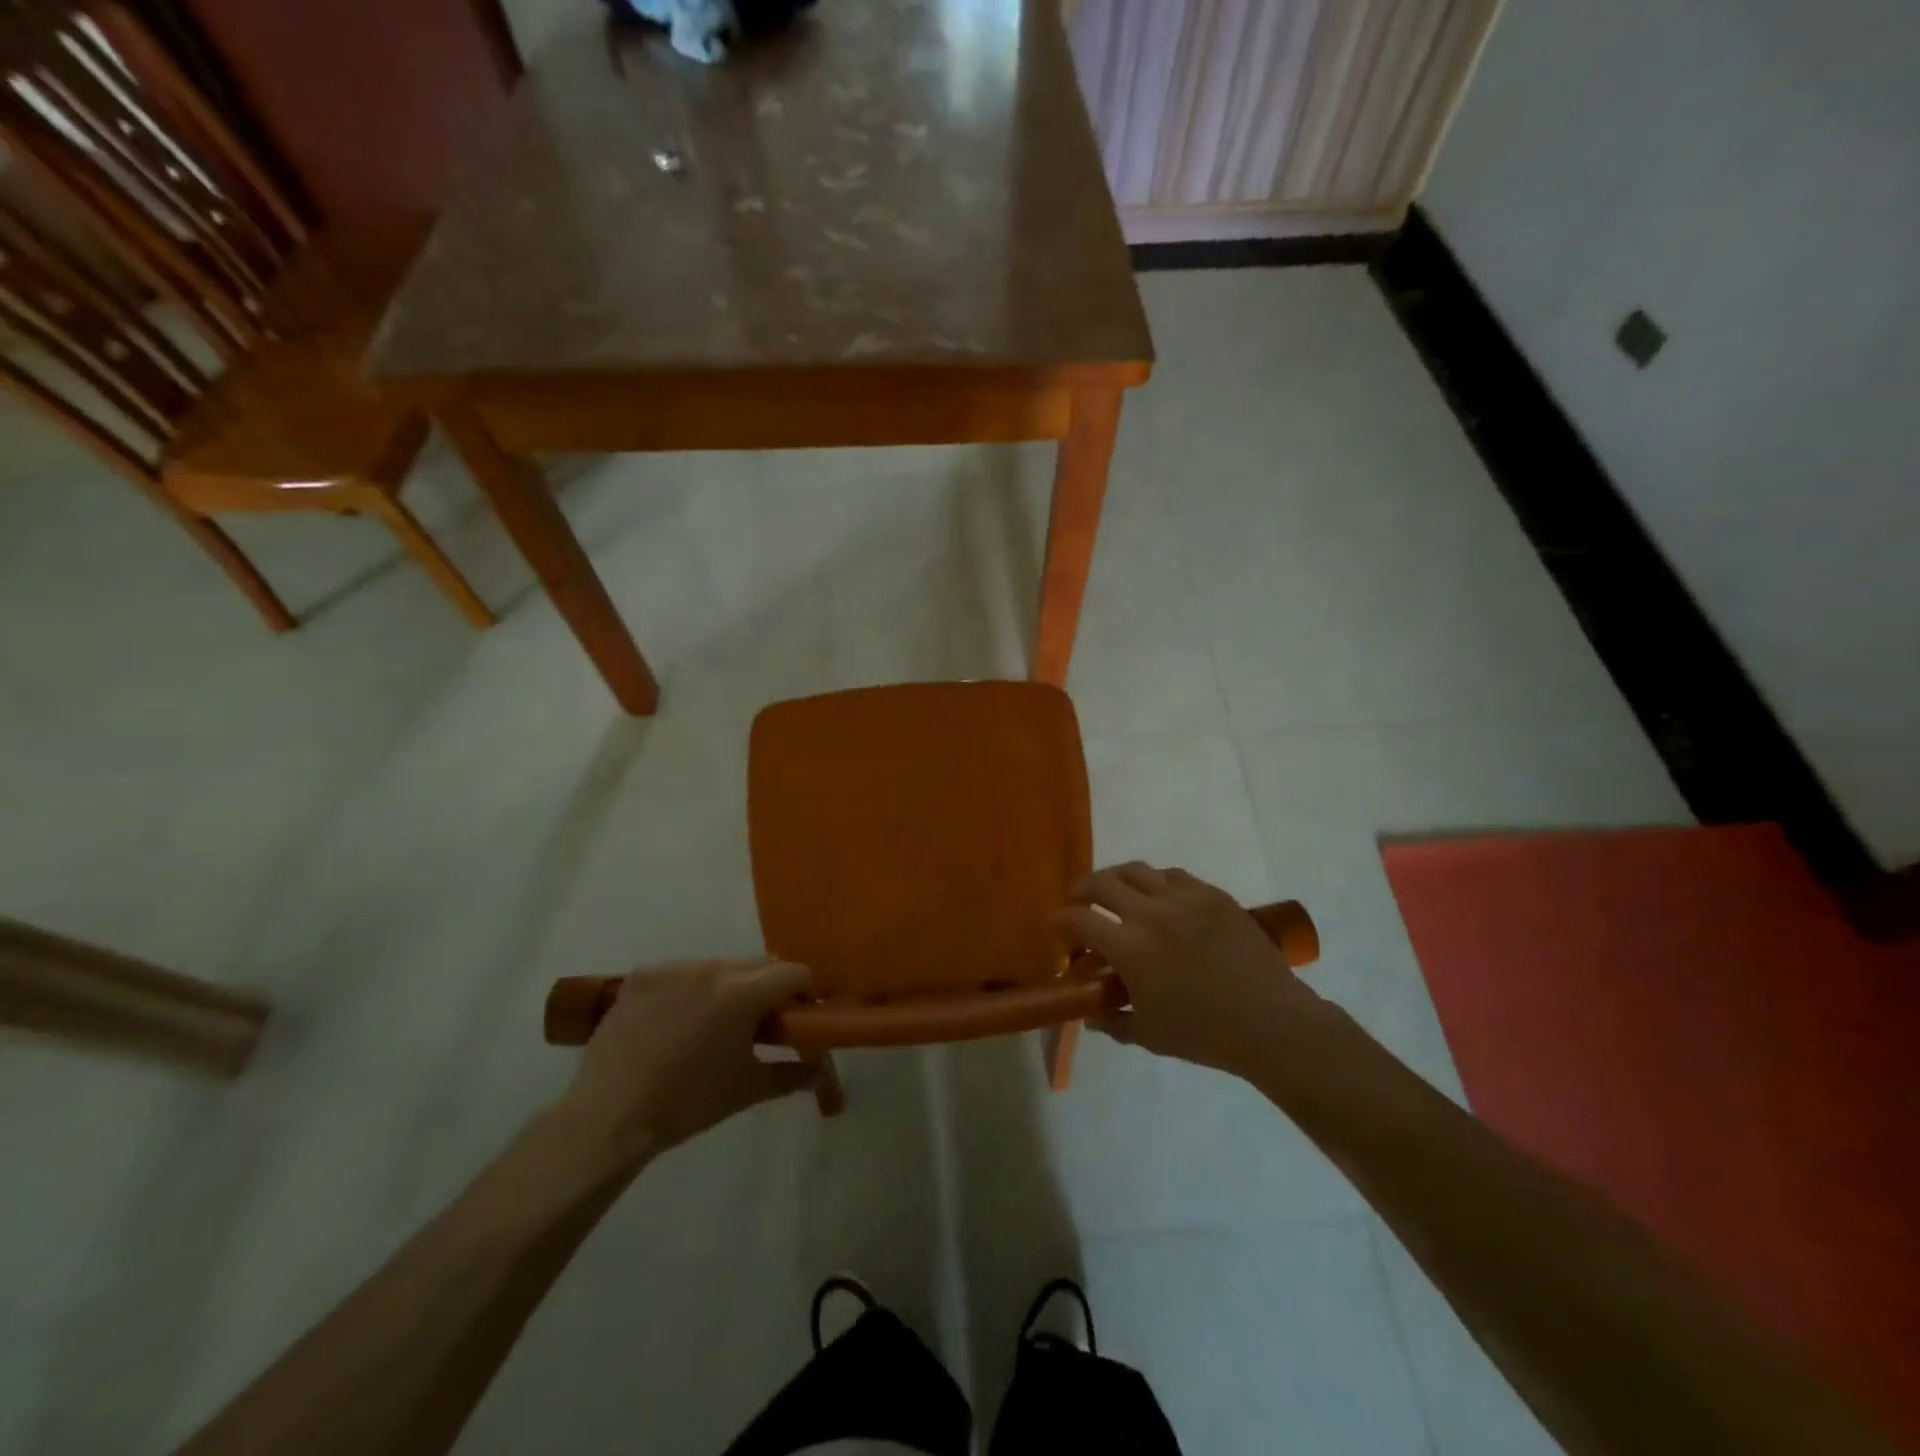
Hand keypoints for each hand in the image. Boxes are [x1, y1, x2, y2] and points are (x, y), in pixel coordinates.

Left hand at [552, 959, 818, 1164]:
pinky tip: (677, 1023)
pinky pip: (682, 973)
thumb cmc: (687, 1104)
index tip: (798, 1018)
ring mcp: (672, 968)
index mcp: (741, 992)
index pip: (794, 972)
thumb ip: (794, 1074)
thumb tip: (823, 1073)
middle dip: (769, 989)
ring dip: (730, 987)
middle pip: (759, 965)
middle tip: (761, 1025)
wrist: (609, 1117)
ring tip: (714, 1026)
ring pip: (720, 966)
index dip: (804, 993)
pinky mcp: (642, 975)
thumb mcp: (748, 1088)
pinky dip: (691, 990)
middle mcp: (710, 968)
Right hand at [1053, 863, 1325, 1079]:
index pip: (1080, 920)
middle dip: (1082, 889)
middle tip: (1079, 900)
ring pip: (1137, 870)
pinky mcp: (1212, 894)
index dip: (1061, 920)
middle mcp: (1151, 913)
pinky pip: (1173, 875)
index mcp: (1130, 948)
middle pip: (1102, 883)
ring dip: (1117, 879)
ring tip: (1115, 891)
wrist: (1271, 1023)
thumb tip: (1090, 1012)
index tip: (1057, 925)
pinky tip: (1158, 895)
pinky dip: (1156, 882)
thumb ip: (1112, 1020)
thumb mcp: (1148, 1034)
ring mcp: (1184, 898)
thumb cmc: (1204, 1034)